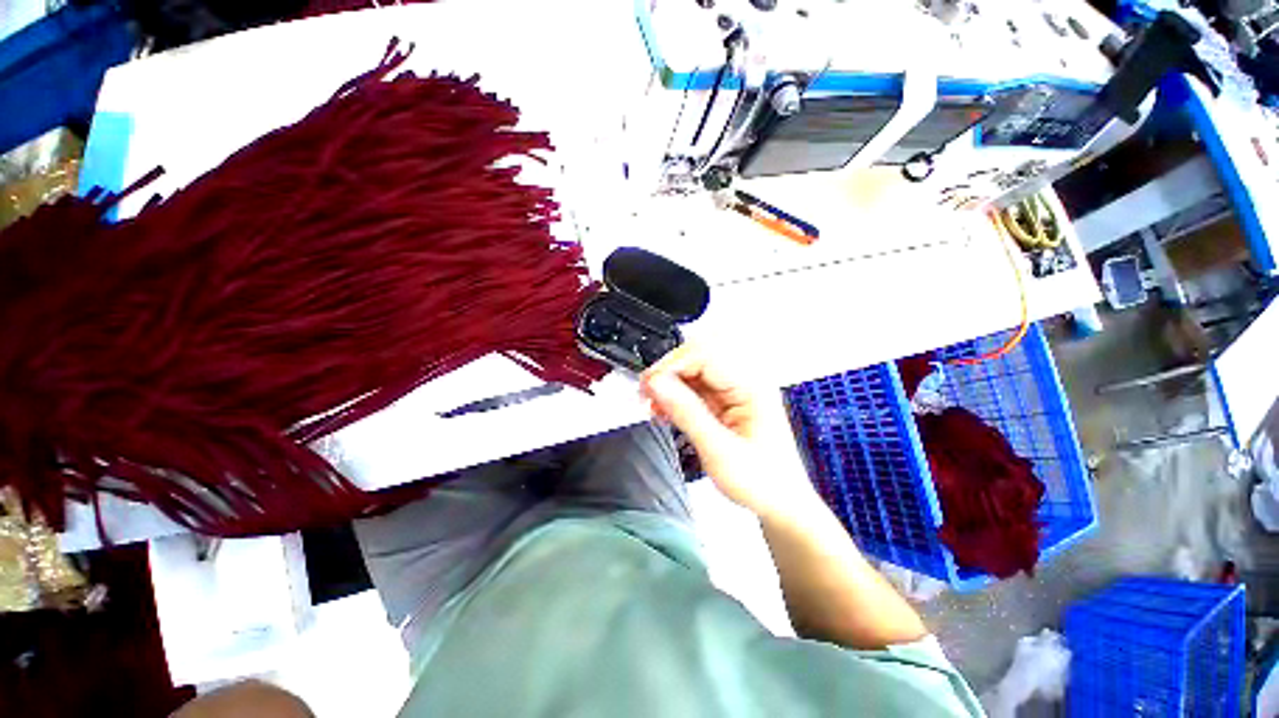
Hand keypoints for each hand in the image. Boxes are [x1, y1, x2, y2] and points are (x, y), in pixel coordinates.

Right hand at [640, 344, 817, 518]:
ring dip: (670, 385)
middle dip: (669, 372)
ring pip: (693, 371)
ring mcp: (736, 391)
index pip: (705, 355)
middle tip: (647, 393)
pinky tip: (665, 411)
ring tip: (654, 406)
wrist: (779, 502)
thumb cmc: (762, 481)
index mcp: (752, 386)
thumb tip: (657, 384)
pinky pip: (695, 388)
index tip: (649, 385)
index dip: (672, 365)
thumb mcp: (718, 450)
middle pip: (698, 358)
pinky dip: (676, 396)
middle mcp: (746, 381)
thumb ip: (686, 413)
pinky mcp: (727, 401)